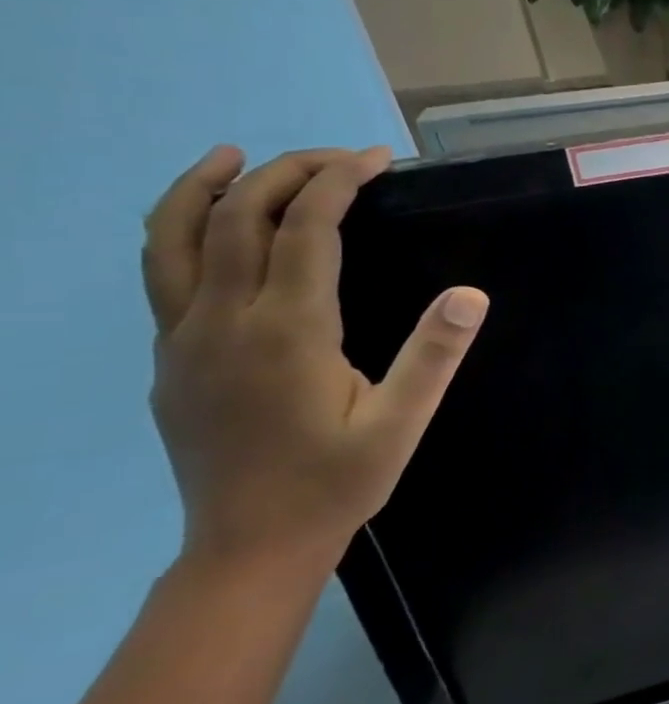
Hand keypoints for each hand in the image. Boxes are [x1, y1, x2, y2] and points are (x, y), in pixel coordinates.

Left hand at [144, 146, 488, 577]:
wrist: (247, 547)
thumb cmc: (336, 482)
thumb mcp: (401, 423)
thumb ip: (433, 355)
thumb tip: (471, 294)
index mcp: (286, 332)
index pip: (305, 228)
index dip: (338, 182)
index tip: (375, 159)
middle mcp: (222, 322)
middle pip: (236, 219)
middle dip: (286, 173)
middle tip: (339, 158)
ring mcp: (183, 340)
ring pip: (172, 240)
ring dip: (204, 189)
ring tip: (233, 156)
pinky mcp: (170, 359)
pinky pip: (163, 275)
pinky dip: (182, 231)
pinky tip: (211, 228)